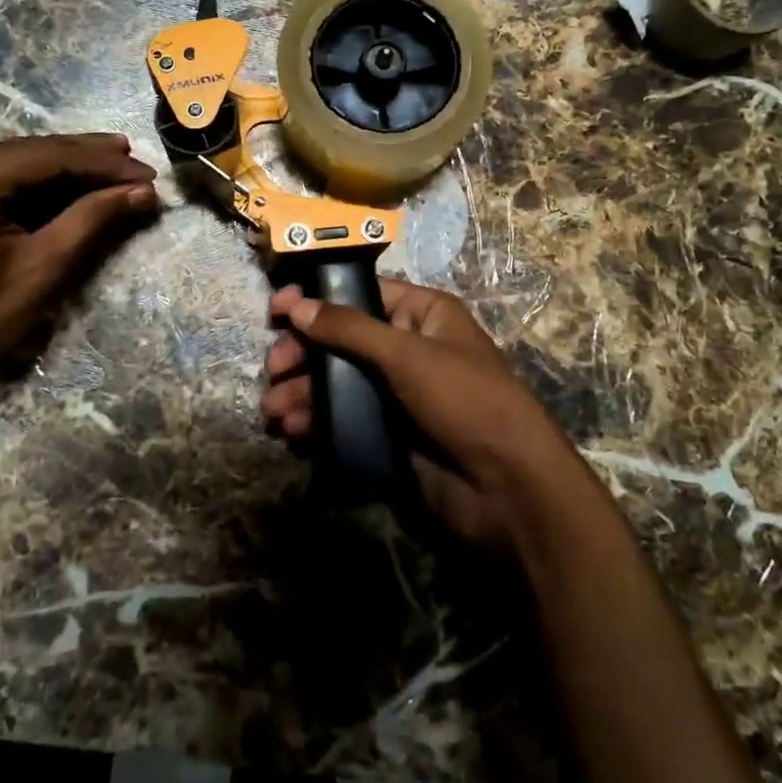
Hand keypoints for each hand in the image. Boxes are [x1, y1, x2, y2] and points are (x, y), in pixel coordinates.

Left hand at [0, 134, 157, 429]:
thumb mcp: (43, 268)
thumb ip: (93, 219)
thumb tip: (144, 191)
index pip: (49, 156)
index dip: (105, 164)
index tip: (150, 175)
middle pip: (34, 151)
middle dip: (91, 160)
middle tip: (142, 166)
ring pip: (22, 162)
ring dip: (72, 168)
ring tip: (123, 168)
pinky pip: (5, 178)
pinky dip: (45, 184)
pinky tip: (81, 184)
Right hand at [261, 279, 602, 552]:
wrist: (507, 487)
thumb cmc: (464, 400)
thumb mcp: (407, 354)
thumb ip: (350, 329)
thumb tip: (298, 305)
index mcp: (423, 315)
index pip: (362, 294)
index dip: (318, 299)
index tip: (276, 310)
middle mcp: (408, 348)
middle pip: (342, 340)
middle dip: (304, 353)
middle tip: (274, 368)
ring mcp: (397, 393)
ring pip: (338, 381)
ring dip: (303, 391)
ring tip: (274, 409)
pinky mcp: (388, 433)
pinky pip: (343, 417)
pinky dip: (317, 420)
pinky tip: (294, 430)